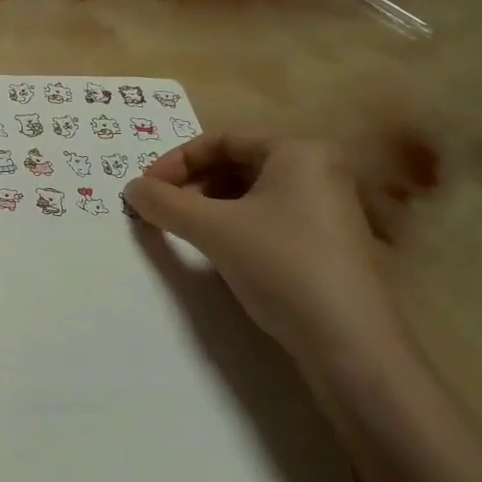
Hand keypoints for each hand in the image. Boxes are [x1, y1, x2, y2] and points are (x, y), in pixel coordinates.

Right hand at [124, 135, 406, 365]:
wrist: (349, 342)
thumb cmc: (281, 266)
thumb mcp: (213, 230)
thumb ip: (166, 203)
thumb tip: (131, 188)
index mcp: (297, 151)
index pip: (222, 139)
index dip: (177, 160)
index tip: (145, 188)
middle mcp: (317, 169)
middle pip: (237, 163)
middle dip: (192, 182)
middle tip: (160, 207)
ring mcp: (326, 206)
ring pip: (251, 191)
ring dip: (209, 204)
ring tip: (182, 228)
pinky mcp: (325, 240)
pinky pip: (268, 215)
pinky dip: (234, 222)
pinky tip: (217, 247)